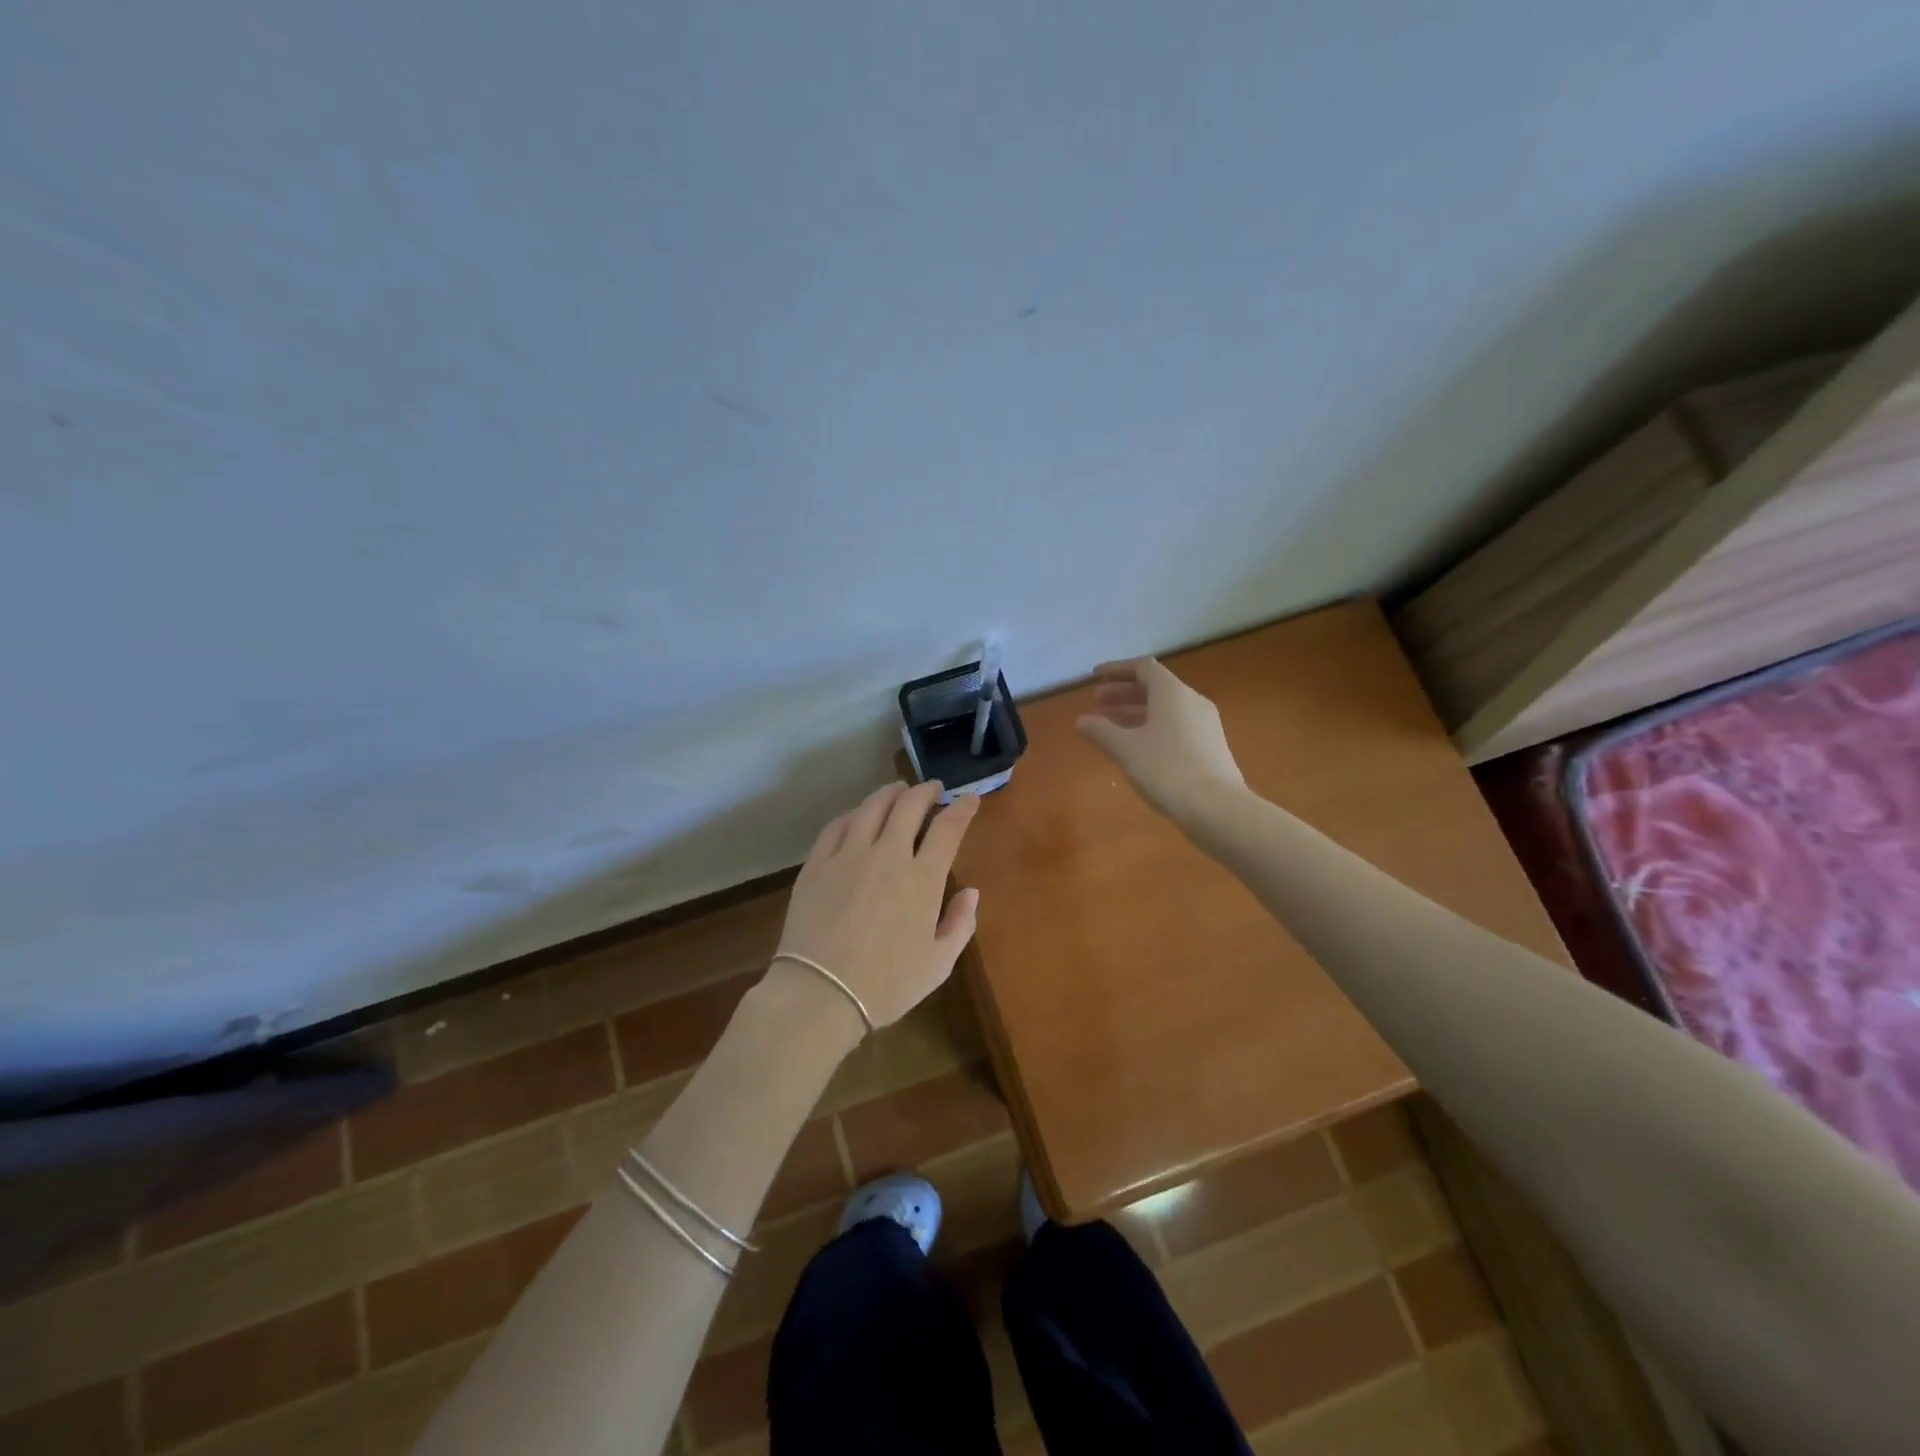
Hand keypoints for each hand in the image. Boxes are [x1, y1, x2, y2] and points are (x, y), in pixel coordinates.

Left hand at [772, 781, 981, 1030]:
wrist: (820, 993)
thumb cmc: (886, 984)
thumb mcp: (938, 964)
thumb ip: (960, 924)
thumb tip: (971, 892)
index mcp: (922, 879)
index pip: (948, 829)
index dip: (962, 809)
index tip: (969, 799)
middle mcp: (887, 856)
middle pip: (909, 806)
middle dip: (925, 791)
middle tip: (932, 788)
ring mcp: (848, 856)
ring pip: (872, 807)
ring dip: (890, 793)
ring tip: (898, 790)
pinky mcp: (817, 864)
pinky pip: (837, 826)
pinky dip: (854, 814)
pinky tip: (858, 815)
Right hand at [1075, 658, 1245, 820]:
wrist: (1216, 808)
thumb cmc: (1167, 769)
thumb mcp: (1126, 749)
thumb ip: (1101, 731)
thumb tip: (1080, 721)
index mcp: (1172, 692)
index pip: (1143, 667)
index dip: (1117, 669)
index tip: (1095, 677)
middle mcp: (1191, 701)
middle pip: (1154, 687)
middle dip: (1122, 692)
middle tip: (1096, 703)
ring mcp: (1204, 724)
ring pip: (1164, 708)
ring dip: (1135, 711)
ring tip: (1110, 726)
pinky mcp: (1209, 745)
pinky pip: (1175, 725)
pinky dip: (1151, 727)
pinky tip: (1137, 747)